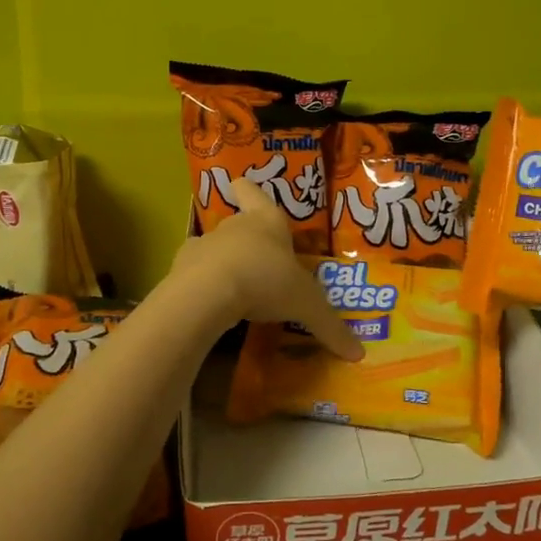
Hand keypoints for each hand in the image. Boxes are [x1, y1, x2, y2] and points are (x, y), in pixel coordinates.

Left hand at [170, 182, 365, 361]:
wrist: (208, 292)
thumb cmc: (266, 281)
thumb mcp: (306, 306)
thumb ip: (330, 327)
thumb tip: (359, 354)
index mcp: (266, 221)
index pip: (253, 192)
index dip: (249, 190)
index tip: (241, 187)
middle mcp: (234, 226)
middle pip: (239, 224)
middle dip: (249, 242)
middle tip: (263, 266)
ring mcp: (204, 245)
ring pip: (215, 249)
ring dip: (225, 264)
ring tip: (237, 292)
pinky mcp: (182, 269)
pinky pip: (195, 274)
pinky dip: (202, 286)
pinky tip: (212, 306)